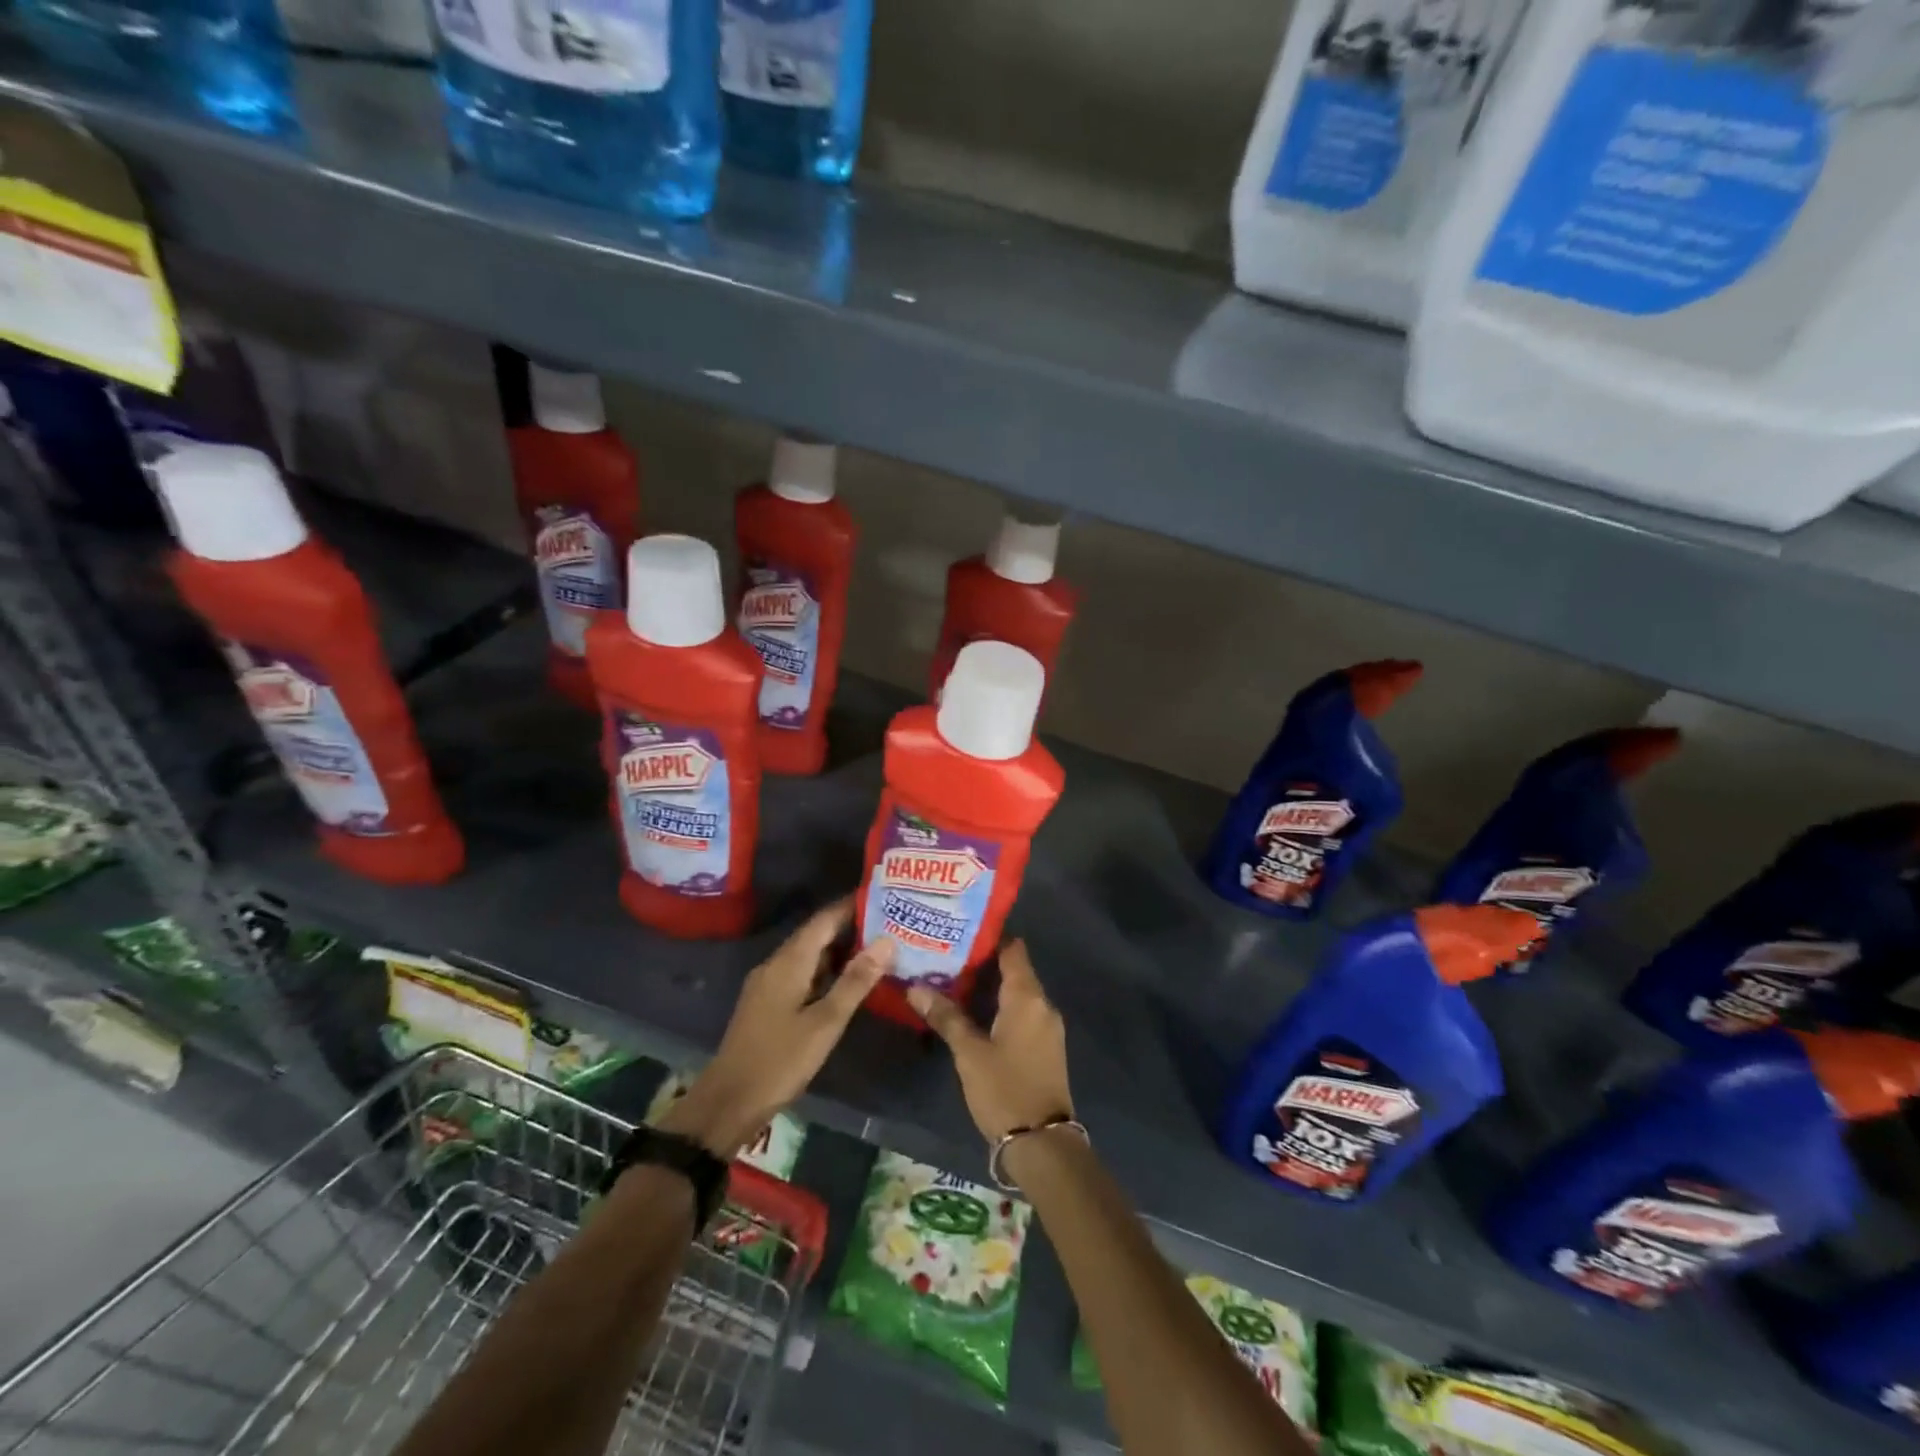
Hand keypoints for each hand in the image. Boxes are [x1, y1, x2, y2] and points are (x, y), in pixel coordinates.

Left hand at [660, 899, 891, 1157]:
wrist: (728, 1102)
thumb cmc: (780, 1060)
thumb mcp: (825, 1022)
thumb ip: (855, 981)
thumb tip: (887, 941)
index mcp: (789, 961)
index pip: (825, 919)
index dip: (853, 905)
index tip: (884, 896)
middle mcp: (776, 964)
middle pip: (816, 934)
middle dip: (851, 926)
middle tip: (890, 923)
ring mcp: (769, 984)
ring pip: (809, 955)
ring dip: (840, 950)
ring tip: (878, 948)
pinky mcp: (767, 1003)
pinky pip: (802, 973)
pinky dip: (826, 970)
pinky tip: (847, 982)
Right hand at [908, 940, 1073, 1142]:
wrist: (1043, 1144)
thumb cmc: (1005, 1090)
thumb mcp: (969, 1053)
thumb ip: (946, 1017)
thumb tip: (915, 987)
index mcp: (1028, 997)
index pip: (1013, 949)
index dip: (989, 937)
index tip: (959, 932)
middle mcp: (1043, 1004)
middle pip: (1014, 969)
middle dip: (983, 962)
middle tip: (946, 956)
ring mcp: (1047, 1026)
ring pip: (1017, 992)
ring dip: (990, 986)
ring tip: (953, 980)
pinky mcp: (1045, 1046)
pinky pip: (1022, 1012)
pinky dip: (1000, 1006)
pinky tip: (974, 1012)